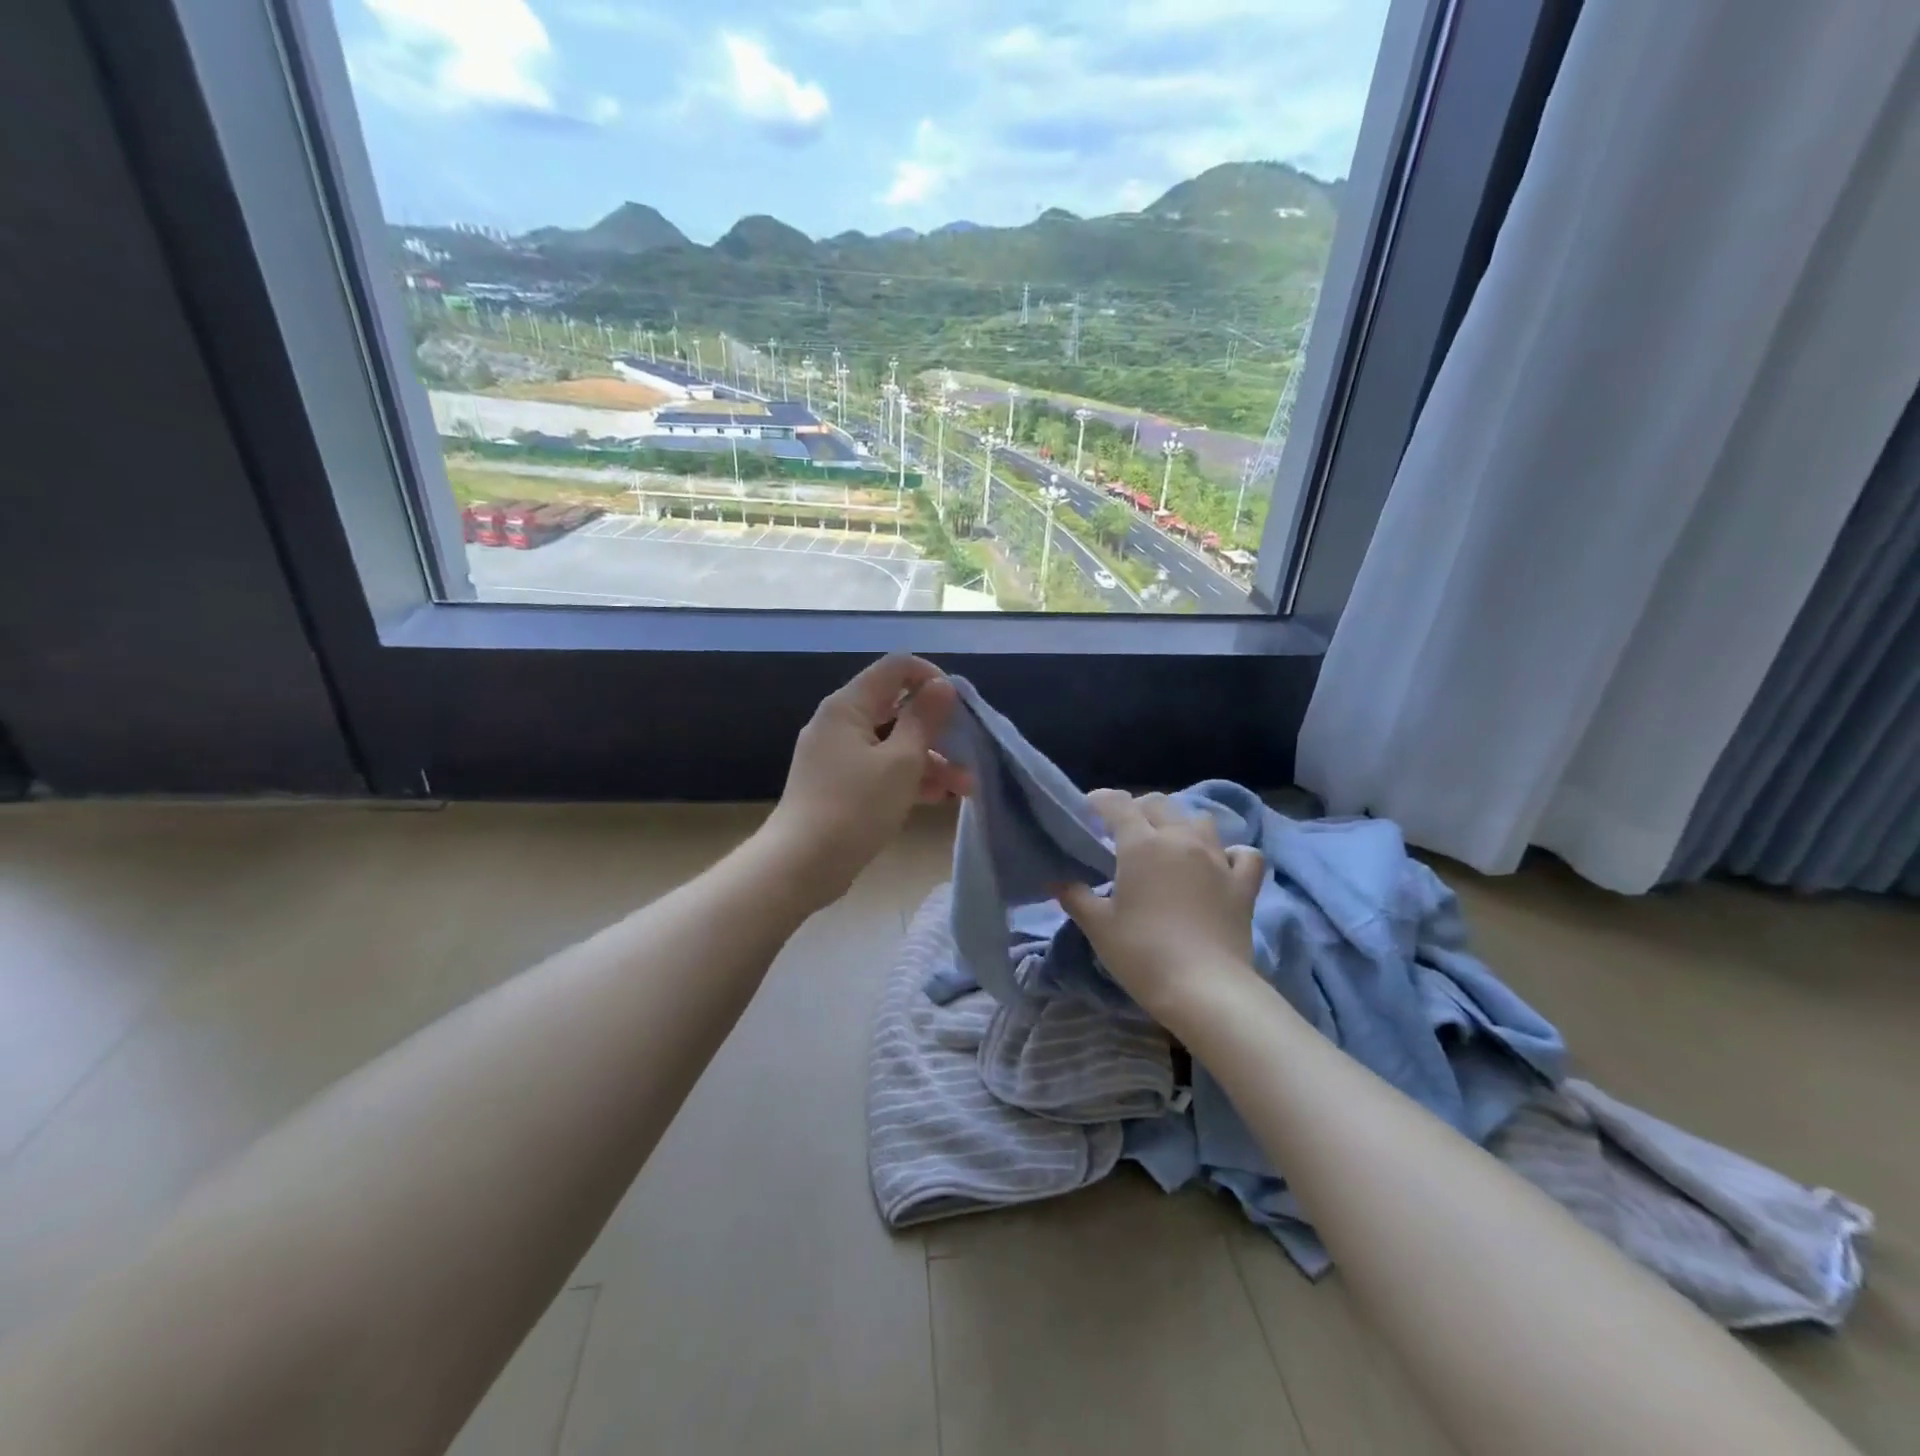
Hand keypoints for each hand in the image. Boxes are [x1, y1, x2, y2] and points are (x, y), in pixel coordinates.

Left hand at [762, 655, 972, 904]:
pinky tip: (939, 798)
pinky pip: (881, 769)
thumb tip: (941, 685)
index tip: (959, 707)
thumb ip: (924, 719)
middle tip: (969, 752)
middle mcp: (840, 723)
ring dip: (931, 759)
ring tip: (965, 788)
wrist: (802, 865)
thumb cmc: (855, 807)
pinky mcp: (840, 785)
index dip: (932, 678)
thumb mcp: (901, 762)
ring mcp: (838, 755)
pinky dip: (909, 778)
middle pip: (897, 707)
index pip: (896, 667)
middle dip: (938, 729)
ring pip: (893, 743)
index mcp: (848, 706)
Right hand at [1058, 790, 1265, 1021]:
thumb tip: (1055, 879)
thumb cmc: (1142, 954)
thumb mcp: (1098, 926)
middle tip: (1123, 833)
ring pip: (1200, 820)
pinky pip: (1243, 854)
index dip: (1099, 801)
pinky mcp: (1243, 884)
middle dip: (1137, 809)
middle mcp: (1180, 839)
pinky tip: (1219, 865)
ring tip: (1169, 845)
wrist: (1204, 989)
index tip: (1087, 811)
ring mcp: (1217, 859)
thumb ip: (1074, 895)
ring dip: (1181, 825)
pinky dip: (1231, 854)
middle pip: (1158, 804)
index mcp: (1141, 844)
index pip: (1117, 804)